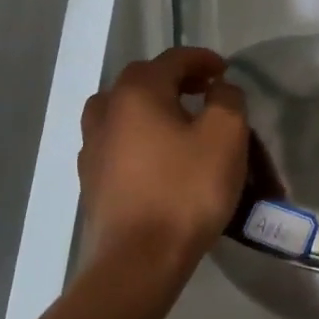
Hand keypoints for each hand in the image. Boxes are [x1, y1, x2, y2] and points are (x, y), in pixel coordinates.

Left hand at [78, 48, 248, 269]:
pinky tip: (156, 156)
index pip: (172, 60)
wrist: (139, 259)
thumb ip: (227, 99)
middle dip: (175, 79)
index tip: (225, 71)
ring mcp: (92, 147)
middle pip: (142, 80)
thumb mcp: (226, 136)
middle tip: (204, 91)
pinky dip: (137, 136)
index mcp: (138, 92)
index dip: (202, 60)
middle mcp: (107, 111)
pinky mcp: (91, 179)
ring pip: (121, 110)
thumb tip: (218, 89)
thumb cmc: (187, 190)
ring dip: (150, 106)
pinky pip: (116, 141)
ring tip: (176, 121)